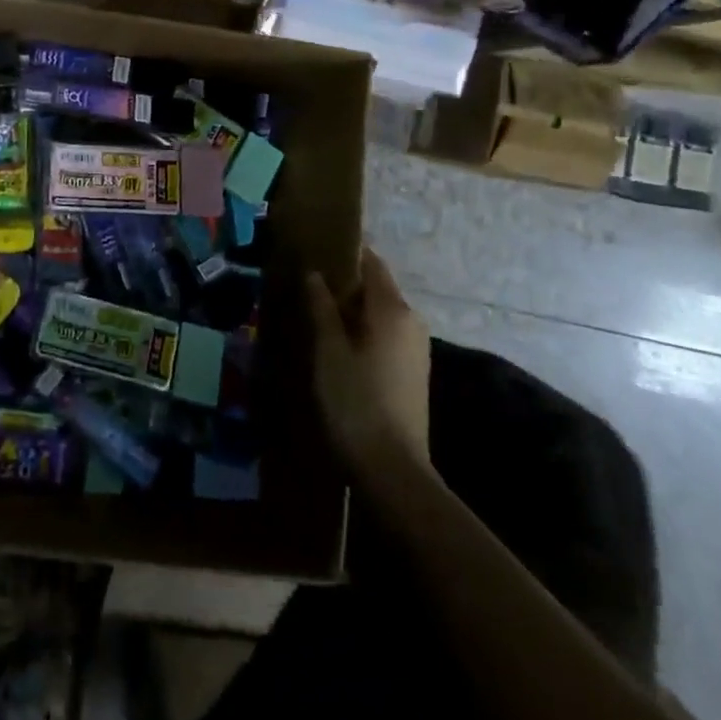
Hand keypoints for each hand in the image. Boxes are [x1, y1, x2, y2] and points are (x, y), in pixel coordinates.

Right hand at [306, 248, 431, 470]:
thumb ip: (321, 306)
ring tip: (313, 313)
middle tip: (305, 284)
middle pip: (375, 288)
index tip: (314, 250)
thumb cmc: (354, 400)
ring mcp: (415, 349)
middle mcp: (411, 322)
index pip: (370, 263)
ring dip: (350, 310)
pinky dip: (361, 330)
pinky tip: (334, 344)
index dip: (344, 253)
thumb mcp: (328, 349)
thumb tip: (315, 273)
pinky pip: (384, 335)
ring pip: (378, 314)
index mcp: (393, 309)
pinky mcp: (412, 372)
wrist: (392, 469)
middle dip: (343, 283)